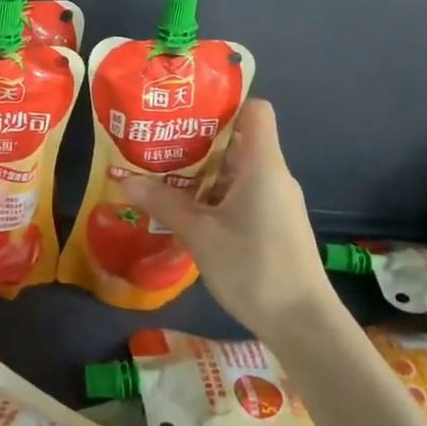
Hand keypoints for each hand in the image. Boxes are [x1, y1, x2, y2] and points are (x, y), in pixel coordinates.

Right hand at [120, 100, 338, 341]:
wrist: (304, 324)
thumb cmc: (254, 267)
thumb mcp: (199, 234)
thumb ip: (162, 203)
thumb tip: (122, 179)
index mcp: (262, 163)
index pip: (255, 109)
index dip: (225, 102)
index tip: (187, 110)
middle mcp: (273, 174)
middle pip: (239, 138)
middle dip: (199, 138)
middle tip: (159, 141)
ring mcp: (277, 200)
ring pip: (237, 169)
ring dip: (203, 170)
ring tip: (163, 173)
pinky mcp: (275, 224)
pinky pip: (243, 193)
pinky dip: (215, 194)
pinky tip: (187, 210)